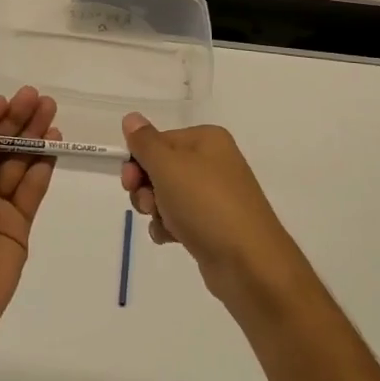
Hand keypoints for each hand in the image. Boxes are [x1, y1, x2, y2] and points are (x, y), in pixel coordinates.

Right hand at [120, 114, 300, 303]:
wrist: (249, 263)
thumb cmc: (206, 204)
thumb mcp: (168, 166)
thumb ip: (145, 142)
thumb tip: (131, 117)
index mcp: (207, 139)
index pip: (158, 141)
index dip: (138, 161)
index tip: (130, 181)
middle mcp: (213, 162)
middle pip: (160, 168)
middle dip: (146, 187)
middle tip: (149, 204)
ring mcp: (214, 195)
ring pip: (166, 195)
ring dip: (156, 209)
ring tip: (165, 223)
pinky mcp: (213, 224)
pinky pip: (179, 218)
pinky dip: (170, 227)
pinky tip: (172, 239)